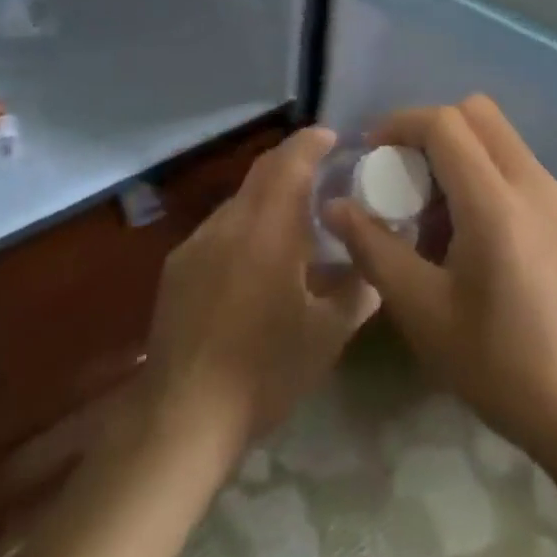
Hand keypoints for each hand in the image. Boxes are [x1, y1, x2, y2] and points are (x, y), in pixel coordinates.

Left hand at [141, 126, 378, 463]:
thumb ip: (359, 290)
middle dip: (292, 162)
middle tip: (322, 173)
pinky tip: (253, 264)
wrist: (182, 419)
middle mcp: (230, 222)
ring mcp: (198, 242)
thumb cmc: (264, 372)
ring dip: (268, 198)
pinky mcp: (177, 267)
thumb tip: (378, 262)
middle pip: (263, 171)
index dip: (312, 142)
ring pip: (240, 201)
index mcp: (268, 228)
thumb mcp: (327, 336)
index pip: (290, 161)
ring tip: (292, 225)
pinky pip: (219, 229)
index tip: (334, 137)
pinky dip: (244, 227)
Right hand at [324, 95, 556, 459]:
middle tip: (405, 175)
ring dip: (461, 153)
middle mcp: (533, 181)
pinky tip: (476, 239)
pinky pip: (520, 168)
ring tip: (436, 218)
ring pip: (500, 138)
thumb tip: (335, 206)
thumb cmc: (501, 365)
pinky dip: (487, 175)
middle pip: (477, 113)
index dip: (401, 123)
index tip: (372, 151)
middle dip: (432, 129)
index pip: (445, 123)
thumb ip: (375, 248)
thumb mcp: (423, 311)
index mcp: (496, 201)